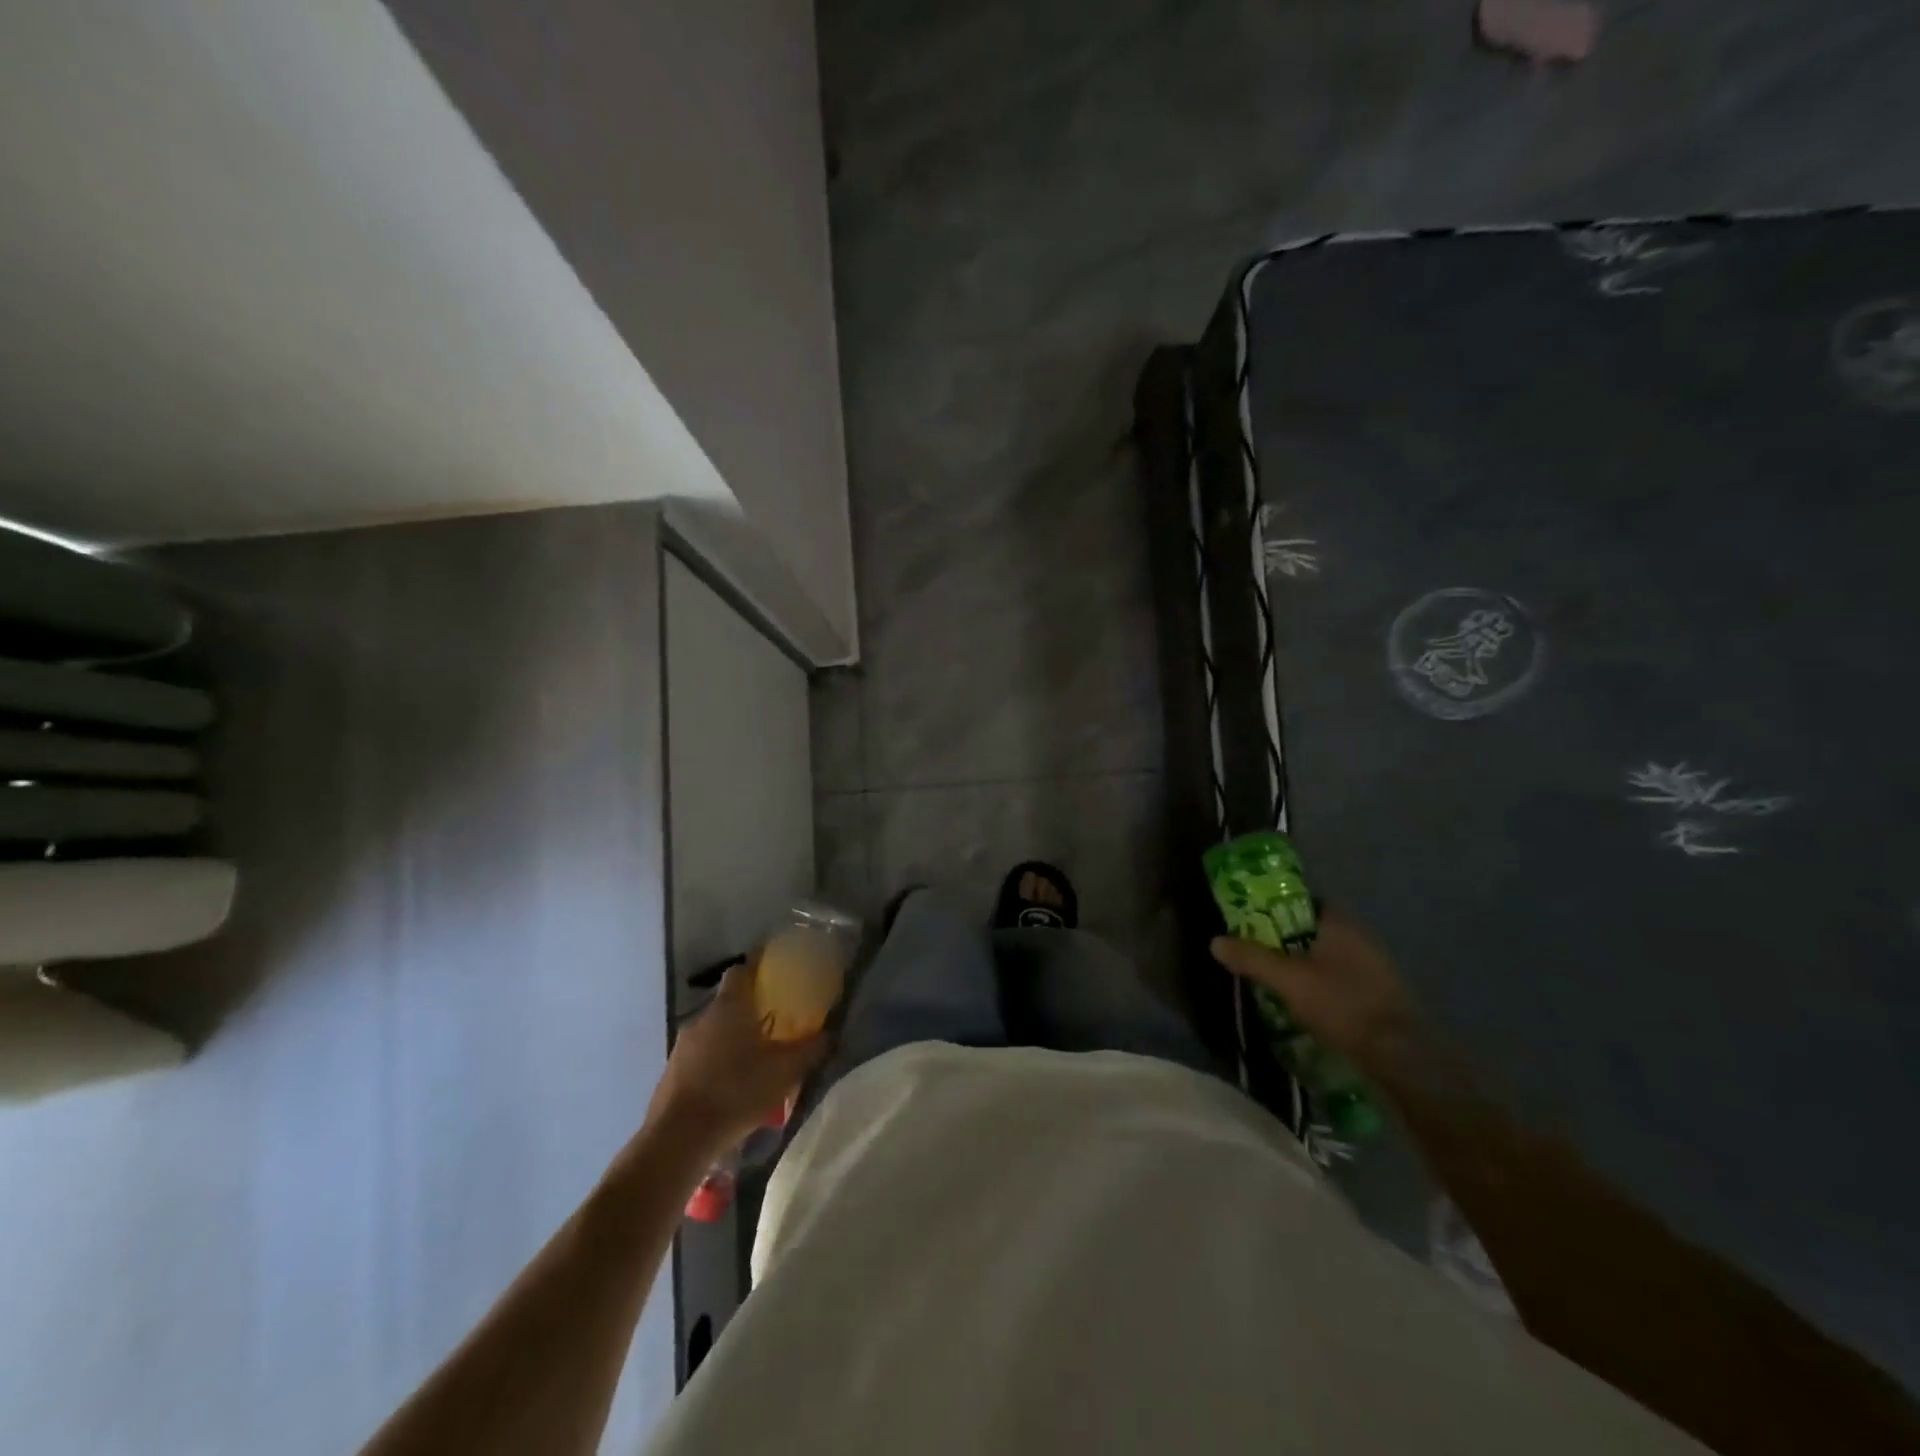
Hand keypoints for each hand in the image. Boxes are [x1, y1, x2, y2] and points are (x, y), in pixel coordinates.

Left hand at [647, 962, 828, 1154]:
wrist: (679, 1138)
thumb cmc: (737, 1091)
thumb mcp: (785, 1071)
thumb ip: (810, 1050)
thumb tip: (830, 1034)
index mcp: (730, 1006)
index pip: (741, 970)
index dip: (757, 970)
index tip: (773, 977)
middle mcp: (702, 1017)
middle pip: (727, 1003)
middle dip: (748, 1012)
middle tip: (771, 1028)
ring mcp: (681, 1045)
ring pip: (712, 1033)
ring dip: (729, 1041)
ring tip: (751, 1063)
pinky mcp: (670, 1073)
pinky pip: (697, 1058)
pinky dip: (713, 1065)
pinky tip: (728, 1089)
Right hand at [1210, 911, 1416, 1077]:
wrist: (1403, 1056)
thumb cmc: (1343, 1005)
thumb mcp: (1288, 980)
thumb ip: (1252, 958)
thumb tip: (1215, 941)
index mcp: (1340, 923)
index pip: (1303, 902)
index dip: (1276, 909)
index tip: (1252, 922)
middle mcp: (1361, 938)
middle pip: (1313, 931)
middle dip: (1286, 941)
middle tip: (1257, 954)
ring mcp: (1375, 968)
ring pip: (1328, 958)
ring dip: (1304, 967)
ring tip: (1276, 982)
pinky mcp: (1381, 996)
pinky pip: (1342, 980)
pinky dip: (1322, 987)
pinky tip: (1306, 1005)